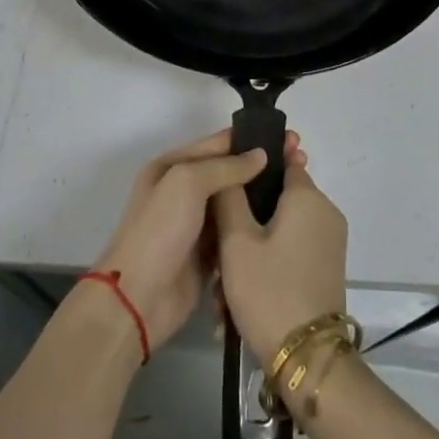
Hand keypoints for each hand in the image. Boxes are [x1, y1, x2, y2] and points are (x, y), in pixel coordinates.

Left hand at [92, 129, 299, 350]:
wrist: (138, 300)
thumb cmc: (159, 231)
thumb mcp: (187, 183)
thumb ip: (226, 167)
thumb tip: (261, 155)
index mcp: (172, 166)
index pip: (219, 144)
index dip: (252, 140)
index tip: (289, 139)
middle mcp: (184, 191)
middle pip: (229, 172)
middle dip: (261, 167)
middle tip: (300, 162)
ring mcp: (196, 224)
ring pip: (235, 202)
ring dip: (261, 196)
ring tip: (299, 189)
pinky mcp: (208, 255)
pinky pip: (236, 232)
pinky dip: (254, 226)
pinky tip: (284, 221)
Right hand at [211, 153, 347, 367]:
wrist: (307, 359)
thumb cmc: (269, 290)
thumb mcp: (237, 242)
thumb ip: (229, 196)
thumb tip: (233, 167)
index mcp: (308, 196)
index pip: (283, 160)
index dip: (255, 165)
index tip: (228, 177)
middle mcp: (325, 212)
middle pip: (278, 200)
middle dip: (245, 220)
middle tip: (217, 250)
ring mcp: (329, 242)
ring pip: (281, 231)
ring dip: (252, 251)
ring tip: (222, 290)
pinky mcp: (327, 268)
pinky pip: (291, 252)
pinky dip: (267, 267)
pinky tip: (238, 302)